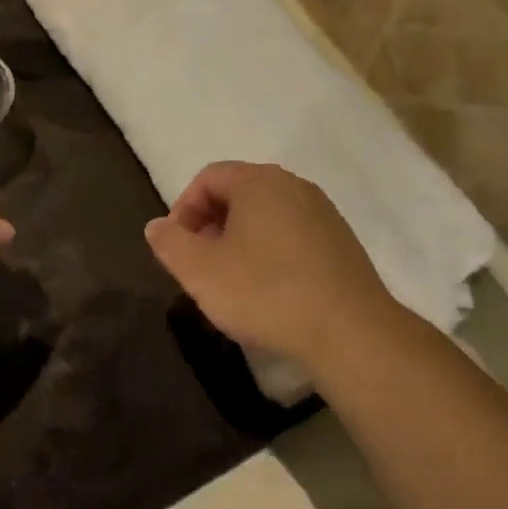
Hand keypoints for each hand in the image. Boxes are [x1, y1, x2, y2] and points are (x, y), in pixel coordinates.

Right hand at [145, 162, 401, 366]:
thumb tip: (157, 226)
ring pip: (267, 215)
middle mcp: (294, 185)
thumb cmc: (265, 292)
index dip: (184, 209)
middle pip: (239, 193)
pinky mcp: (342, 242)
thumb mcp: (201, 271)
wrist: (350, 331)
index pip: (208, 177)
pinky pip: (294, 235)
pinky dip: (272, 253)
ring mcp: (323, 212)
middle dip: (211, 225)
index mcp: (258, 181)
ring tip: (233, 282)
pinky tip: (271, 291)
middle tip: (200, 265)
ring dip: (241, 241)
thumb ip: (170, 243)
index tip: (177, 248)